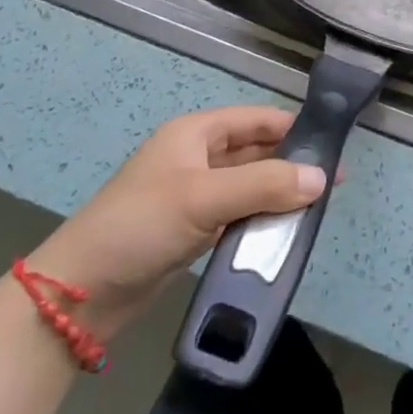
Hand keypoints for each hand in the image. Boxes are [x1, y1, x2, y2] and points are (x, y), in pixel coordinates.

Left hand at [26, 107, 327, 336]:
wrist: (78, 294)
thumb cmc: (140, 226)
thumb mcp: (203, 198)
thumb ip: (265, 184)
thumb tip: (321, 178)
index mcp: (196, 133)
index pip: (257, 119)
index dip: (295, 128)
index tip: (334, 146)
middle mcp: (197, 157)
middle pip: (256, 152)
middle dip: (292, 165)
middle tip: (333, 184)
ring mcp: (194, 195)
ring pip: (249, 186)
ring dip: (278, 195)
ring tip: (317, 210)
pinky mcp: (192, 229)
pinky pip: (237, 215)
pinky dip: (260, 221)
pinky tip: (284, 233)